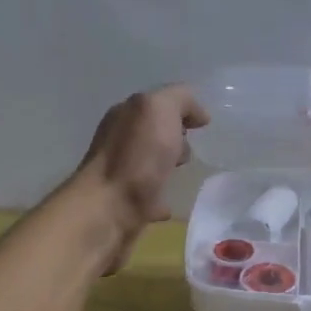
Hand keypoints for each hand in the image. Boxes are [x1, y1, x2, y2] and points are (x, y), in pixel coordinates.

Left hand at [74, 84, 208, 273]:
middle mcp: (119, 142)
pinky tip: (170, 204)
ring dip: (167, 166)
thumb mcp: (159, 109)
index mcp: (125, 116)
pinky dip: (160, 198)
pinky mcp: (124, 205)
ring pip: (150, 164)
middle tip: (188, 149)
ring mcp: (120, 174)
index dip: (180, 110)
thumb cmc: (136, 157)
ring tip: (183, 175)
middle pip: (153, 133)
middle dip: (174, 138)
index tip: (202, 124)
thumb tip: (198, 114)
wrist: (108, 210)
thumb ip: (179, 100)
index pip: (155, 103)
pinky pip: (148, 196)